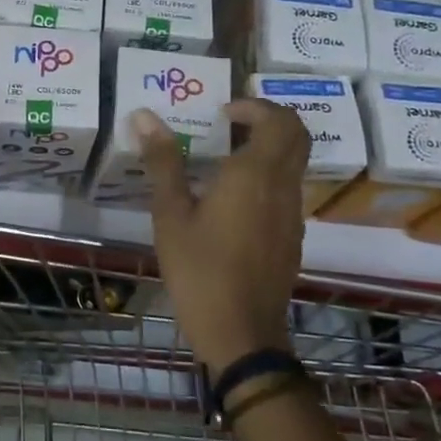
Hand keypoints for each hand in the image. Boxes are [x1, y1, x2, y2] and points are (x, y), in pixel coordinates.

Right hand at [136, 99, 307, 373]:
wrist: (241, 334)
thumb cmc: (200, 270)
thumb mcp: (171, 215)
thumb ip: (163, 162)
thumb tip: (144, 116)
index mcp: (255, 175)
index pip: (279, 120)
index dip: (255, 106)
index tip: (222, 113)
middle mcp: (282, 188)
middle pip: (296, 136)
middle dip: (266, 121)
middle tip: (228, 126)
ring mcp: (292, 215)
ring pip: (293, 164)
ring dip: (266, 149)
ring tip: (221, 162)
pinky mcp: (291, 238)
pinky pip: (286, 190)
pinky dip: (266, 178)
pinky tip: (229, 202)